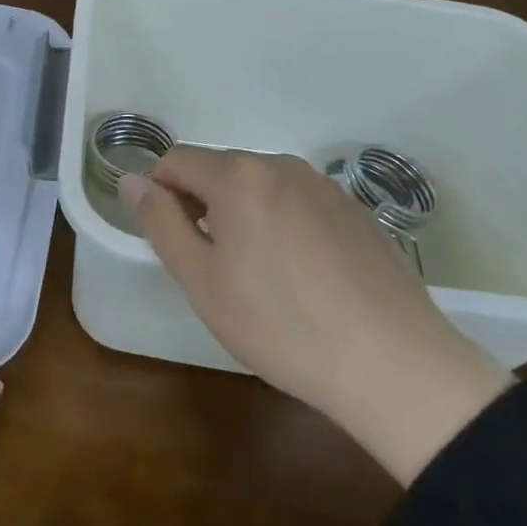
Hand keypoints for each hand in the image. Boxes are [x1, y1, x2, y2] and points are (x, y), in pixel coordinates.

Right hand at [120, 149, 510, 485]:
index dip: (160, 193)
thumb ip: (160, 222)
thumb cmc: (280, 325)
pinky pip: (299, 203)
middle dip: (204, 204)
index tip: (170, 238)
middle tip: (213, 265)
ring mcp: (324, 185)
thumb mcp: (202, 280)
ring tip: (260, 275)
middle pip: (221, 170)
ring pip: (261, 186)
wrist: (394, 364)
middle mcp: (281, 165)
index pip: (177, 160)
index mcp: (239, 176)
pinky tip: (304, 277)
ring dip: (244, 214)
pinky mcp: (356, 211)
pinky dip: (284, 224)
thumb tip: (132, 180)